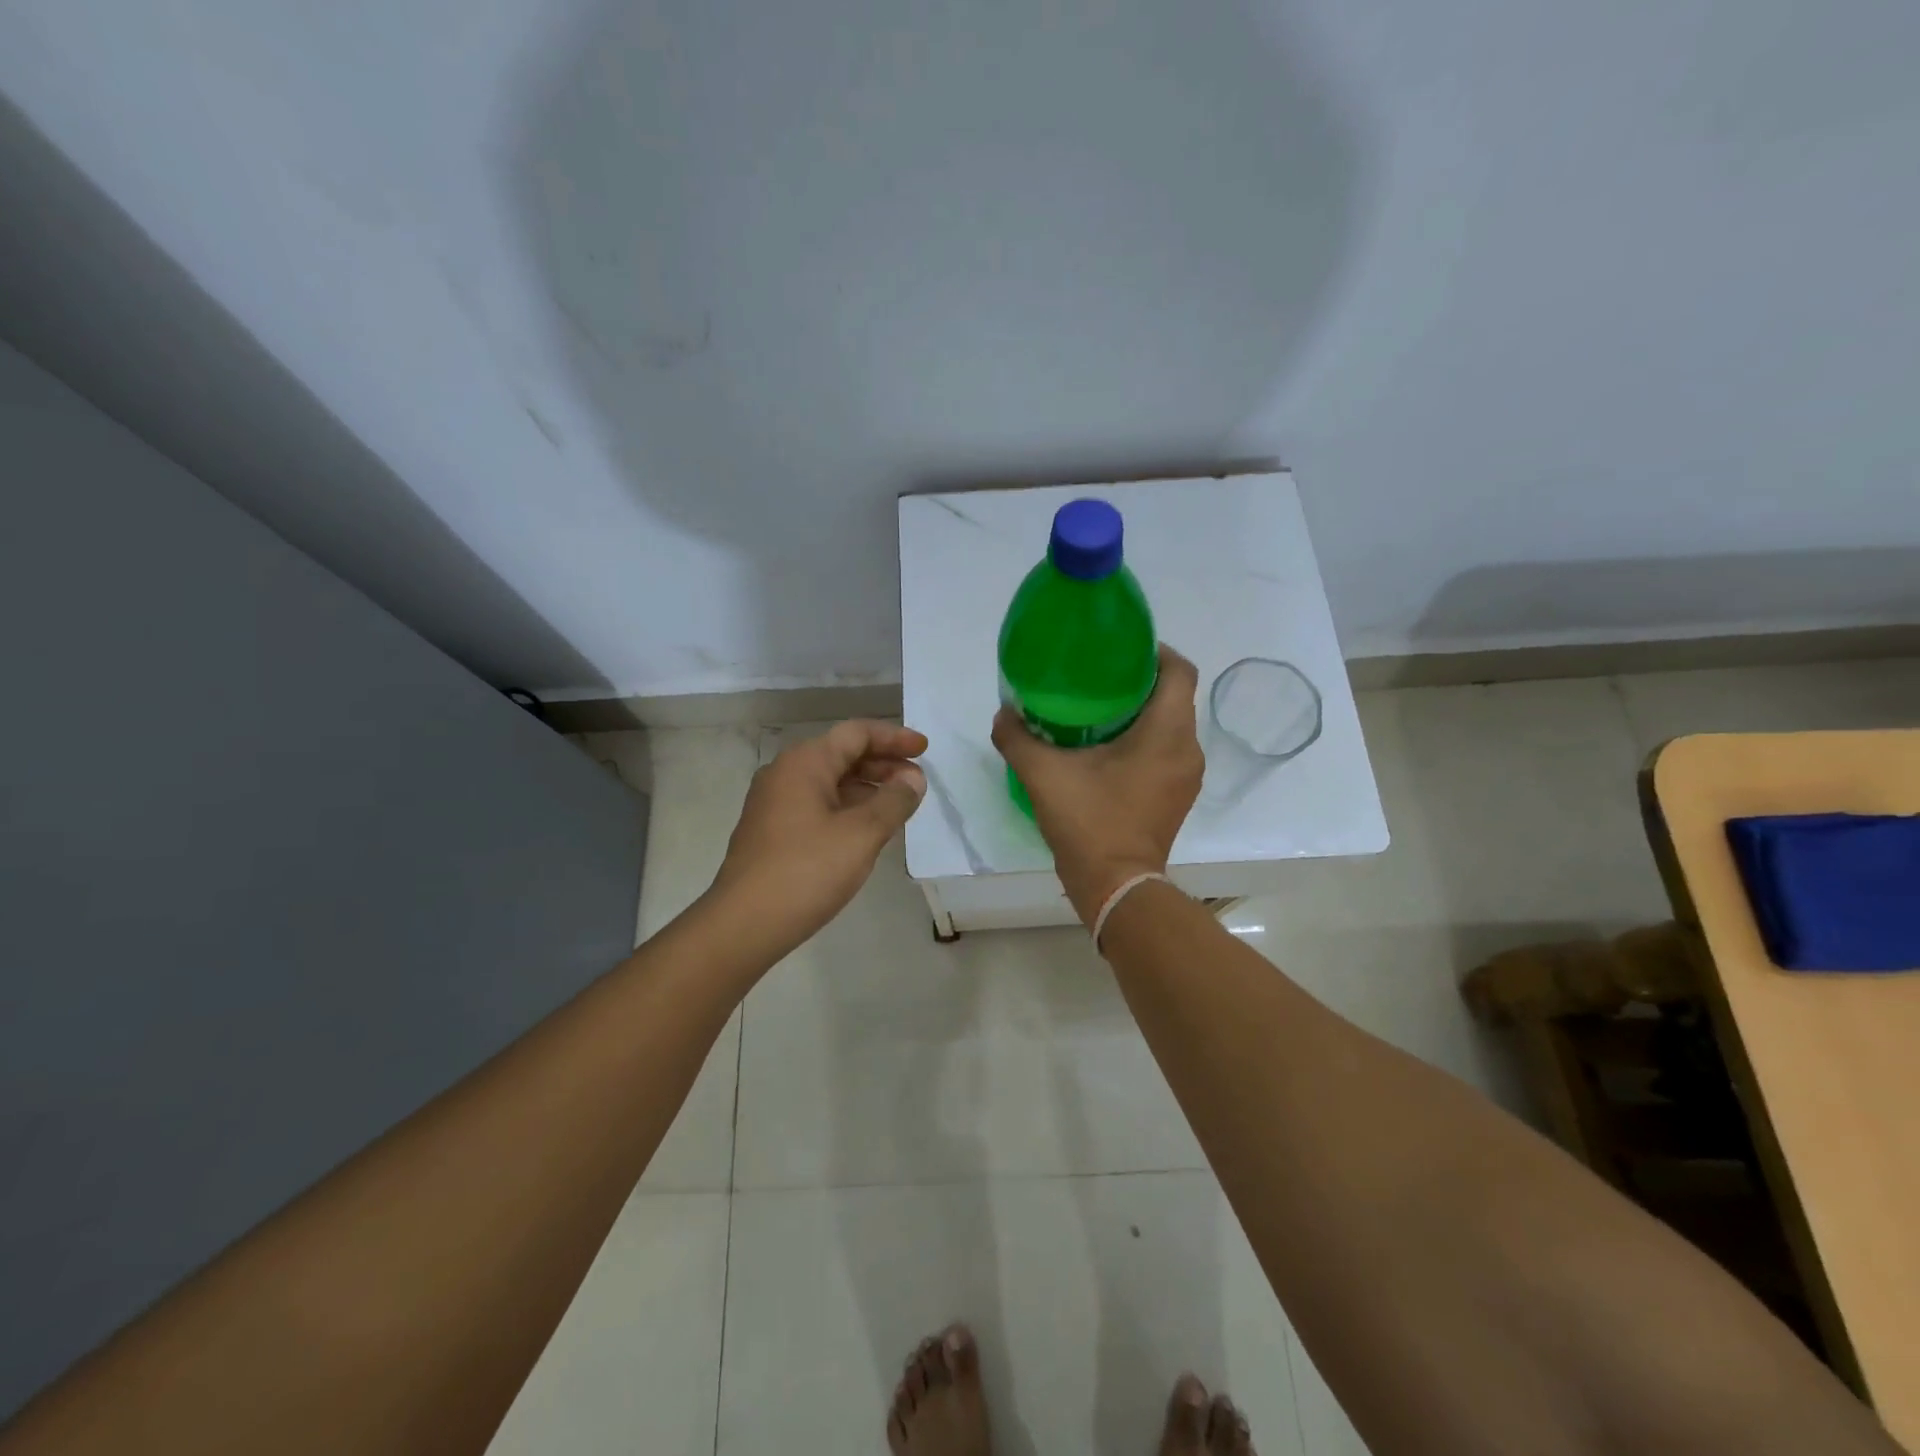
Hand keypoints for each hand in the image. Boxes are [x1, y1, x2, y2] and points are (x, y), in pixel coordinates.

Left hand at [709, 720, 927, 954]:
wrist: (743, 924)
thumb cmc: (806, 871)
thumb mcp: (862, 834)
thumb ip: (894, 801)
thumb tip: (913, 779)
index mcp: (804, 763)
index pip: (856, 733)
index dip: (894, 738)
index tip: (925, 750)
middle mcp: (785, 774)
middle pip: (842, 754)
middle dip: (883, 764)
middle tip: (917, 782)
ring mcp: (774, 803)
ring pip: (830, 782)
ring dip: (867, 788)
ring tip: (899, 807)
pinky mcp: (772, 831)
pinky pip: (818, 805)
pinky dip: (848, 808)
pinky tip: (867, 830)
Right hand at [992, 645, 1202, 925]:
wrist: (1115, 886)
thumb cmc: (1089, 822)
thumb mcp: (1043, 774)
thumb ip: (1018, 737)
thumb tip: (1004, 713)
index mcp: (1166, 733)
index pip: (1179, 671)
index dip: (1154, 651)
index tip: (1119, 651)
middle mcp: (1187, 749)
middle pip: (1174, 697)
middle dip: (1140, 681)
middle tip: (1098, 679)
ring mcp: (1186, 776)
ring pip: (1171, 726)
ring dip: (1142, 713)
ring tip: (1099, 711)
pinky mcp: (1177, 796)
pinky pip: (1167, 751)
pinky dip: (1145, 740)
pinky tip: (1107, 749)